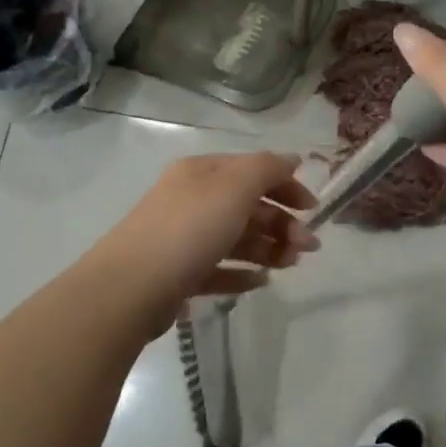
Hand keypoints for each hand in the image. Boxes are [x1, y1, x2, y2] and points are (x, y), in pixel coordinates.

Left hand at [93, 152, 318, 331]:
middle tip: (308, 247)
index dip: (286, 185)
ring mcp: (183, 238)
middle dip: (282, 223)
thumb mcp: (234, 186)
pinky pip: (218, 270)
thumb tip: (292, 159)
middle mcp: (191, 200)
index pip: (252, 169)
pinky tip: (261, 282)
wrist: (132, 287)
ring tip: (290, 265)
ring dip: (268, 248)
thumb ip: (268, 168)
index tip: (313, 209)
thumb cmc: (189, 229)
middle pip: (246, 206)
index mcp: (202, 173)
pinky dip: (242, 273)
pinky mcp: (179, 274)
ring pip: (235, 238)